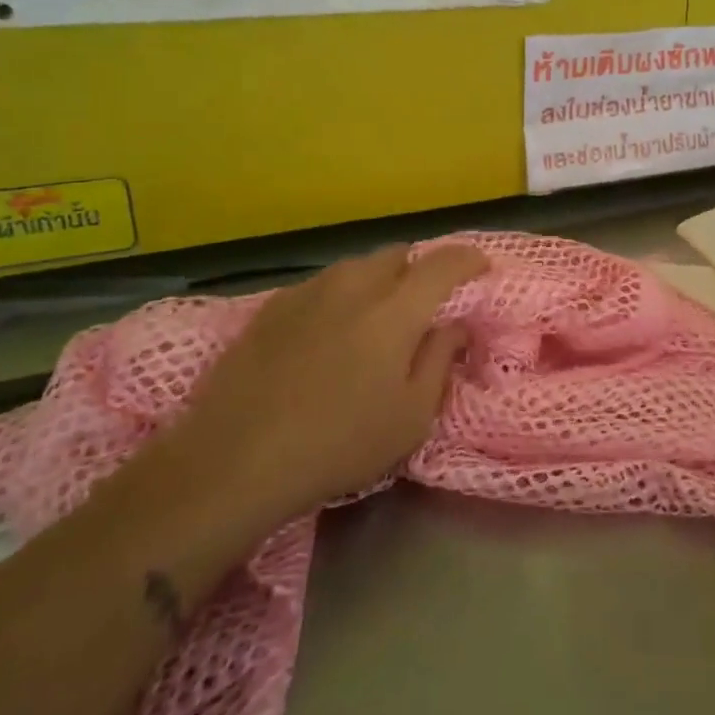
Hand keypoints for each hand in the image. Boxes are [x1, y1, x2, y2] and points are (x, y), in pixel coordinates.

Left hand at [150, 243, 489, 525]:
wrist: (234, 460)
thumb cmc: (339, 443)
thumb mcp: (411, 416)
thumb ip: (440, 359)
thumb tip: (455, 325)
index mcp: (395, 309)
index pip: (444, 263)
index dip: (468, 260)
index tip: (481, 269)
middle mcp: (353, 285)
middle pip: (397, 255)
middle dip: (419, 270)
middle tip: (424, 304)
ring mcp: (308, 291)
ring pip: (357, 267)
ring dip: (378, 281)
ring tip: (376, 317)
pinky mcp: (271, 307)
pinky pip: (322, 285)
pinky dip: (340, 296)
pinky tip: (329, 332)